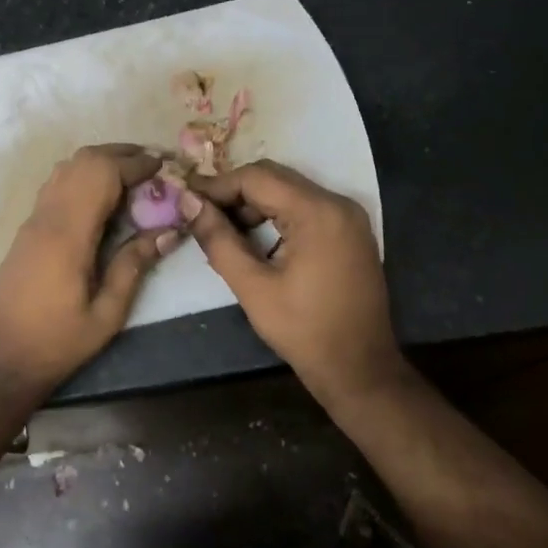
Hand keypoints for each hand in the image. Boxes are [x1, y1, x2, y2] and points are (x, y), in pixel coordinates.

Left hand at [0, 145, 179, 391]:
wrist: (0, 361)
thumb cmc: (57, 343)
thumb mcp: (107, 314)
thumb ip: (134, 266)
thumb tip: (169, 231)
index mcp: (68, 235)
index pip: (102, 175)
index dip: (135, 164)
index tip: (164, 167)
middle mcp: (47, 217)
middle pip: (82, 161)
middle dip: (120, 154)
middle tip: (153, 166)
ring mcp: (32, 220)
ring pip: (66, 168)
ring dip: (100, 162)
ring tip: (133, 176)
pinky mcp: (26, 230)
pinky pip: (56, 185)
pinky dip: (82, 176)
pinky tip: (102, 197)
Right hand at [181, 160, 401, 402]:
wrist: (360, 370)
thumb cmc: (304, 331)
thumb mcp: (252, 287)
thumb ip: (218, 239)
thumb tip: (188, 203)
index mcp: (317, 212)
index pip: (256, 178)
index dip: (217, 185)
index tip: (187, 201)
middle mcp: (337, 203)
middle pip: (274, 178)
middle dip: (234, 193)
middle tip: (200, 215)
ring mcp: (348, 217)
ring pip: (289, 191)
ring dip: (253, 204)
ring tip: (223, 230)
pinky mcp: (349, 231)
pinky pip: (305, 207)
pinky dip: (276, 215)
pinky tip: (253, 238)